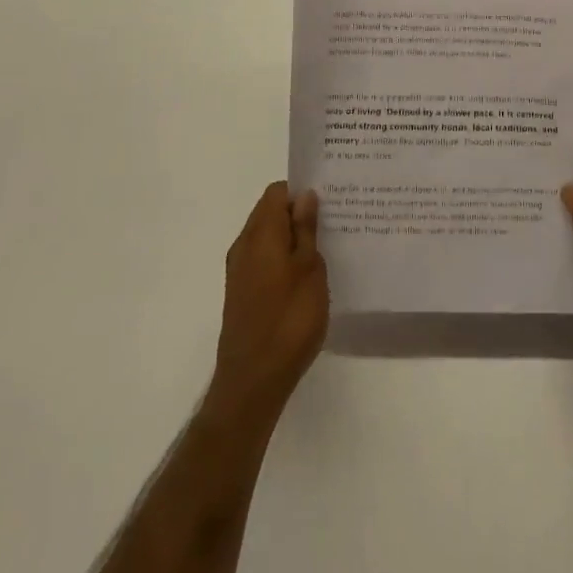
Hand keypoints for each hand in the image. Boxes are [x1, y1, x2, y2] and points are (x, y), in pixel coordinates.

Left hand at [207, 182, 328, 423]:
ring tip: (325, 249)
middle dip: (299, 213)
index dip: (301, 191)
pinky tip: (306, 277)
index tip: (328, 201)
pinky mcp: (241, 293)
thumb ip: (306, 229)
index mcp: (260, 233)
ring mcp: (239, 271)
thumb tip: (304, 195)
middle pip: (270, 213)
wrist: (253, 381)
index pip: (277, 192)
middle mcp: (244, 245)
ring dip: (292, 238)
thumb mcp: (310, 268)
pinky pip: (264, 260)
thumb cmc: (289, 319)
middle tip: (333, 223)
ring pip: (267, 238)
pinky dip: (283, 259)